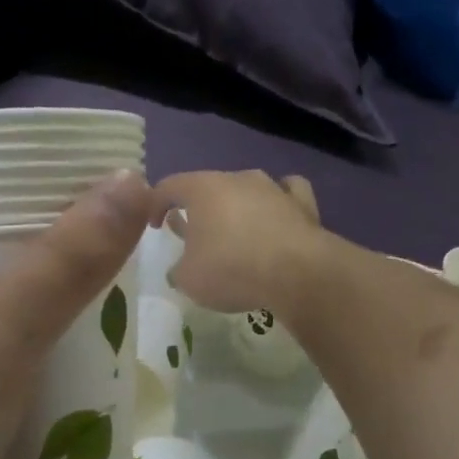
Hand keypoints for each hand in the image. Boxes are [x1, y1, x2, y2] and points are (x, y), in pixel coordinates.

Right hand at [152, 170, 325, 312]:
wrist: (297, 273)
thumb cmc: (231, 270)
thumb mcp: (189, 280)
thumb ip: (179, 270)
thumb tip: (181, 269)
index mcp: (202, 189)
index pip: (168, 186)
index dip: (155, 204)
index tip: (154, 225)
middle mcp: (237, 178)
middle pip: (209, 187)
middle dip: (198, 209)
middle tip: (194, 233)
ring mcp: (273, 187)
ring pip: (247, 189)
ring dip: (237, 207)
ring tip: (235, 230)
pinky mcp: (303, 203)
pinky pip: (287, 193)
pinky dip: (279, 203)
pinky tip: (278, 216)